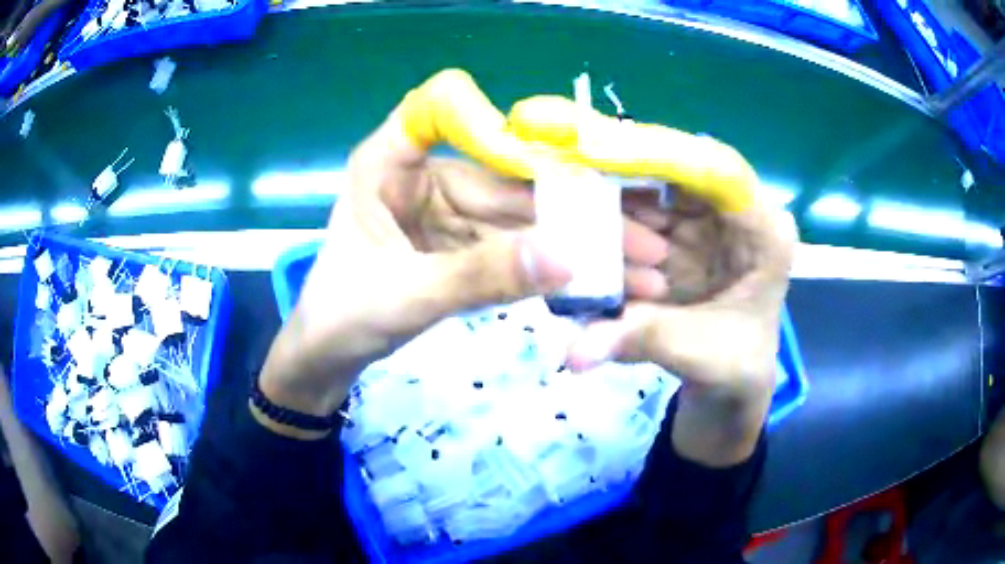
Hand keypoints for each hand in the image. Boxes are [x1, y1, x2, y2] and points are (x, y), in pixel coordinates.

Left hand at [260, 70, 795, 460]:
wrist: (329, 358)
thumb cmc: (343, 316)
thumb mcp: (409, 295)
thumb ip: (482, 276)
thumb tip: (568, 258)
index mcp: (388, 163)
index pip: (440, 110)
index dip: (496, 121)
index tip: (563, 154)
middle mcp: (421, 175)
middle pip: (504, 178)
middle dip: (572, 210)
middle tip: (642, 233)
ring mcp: (444, 209)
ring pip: (519, 218)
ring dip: (574, 242)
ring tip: (638, 261)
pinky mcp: (459, 242)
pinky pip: (511, 246)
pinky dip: (549, 264)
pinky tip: (596, 274)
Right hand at [502, 96, 796, 464]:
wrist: (729, 384)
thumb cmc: (732, 367)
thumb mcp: (695, 354)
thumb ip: (640, 339)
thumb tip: (572, 352)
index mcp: (765, 233)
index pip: (721, 171)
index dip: (664, 154)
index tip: (604, 149)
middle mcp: (737, 215)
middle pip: (681, 174)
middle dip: (625, 173)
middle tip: (566, 170)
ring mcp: (708, 222)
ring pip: (656, 190)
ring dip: (612, 196)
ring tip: (561, 194)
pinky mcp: (682, 233)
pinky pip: (643, 213)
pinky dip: (611, 217)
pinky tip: (576, 218)